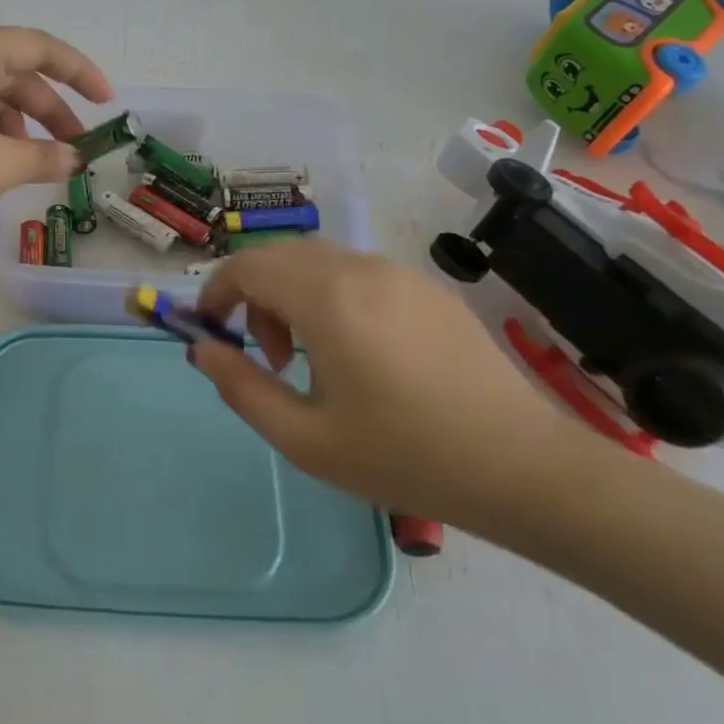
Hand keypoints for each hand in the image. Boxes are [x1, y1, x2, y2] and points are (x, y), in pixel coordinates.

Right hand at [190, 239, 580, 527]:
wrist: (522, 467)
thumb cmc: (404, 457)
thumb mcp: (305, 439)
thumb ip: (241, 387)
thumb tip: (202, 349)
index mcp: (328, 300)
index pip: (247, 266)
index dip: (216, 291)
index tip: (209, 331)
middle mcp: (361, 269)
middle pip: (280, 256)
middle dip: (254, 296)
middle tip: (269, 358)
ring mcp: (400, 273)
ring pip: (319, 262)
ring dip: (293, 296)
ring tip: (311, 360)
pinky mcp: (427, 288)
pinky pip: (357, 273)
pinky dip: (331, 296)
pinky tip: (358, 353)